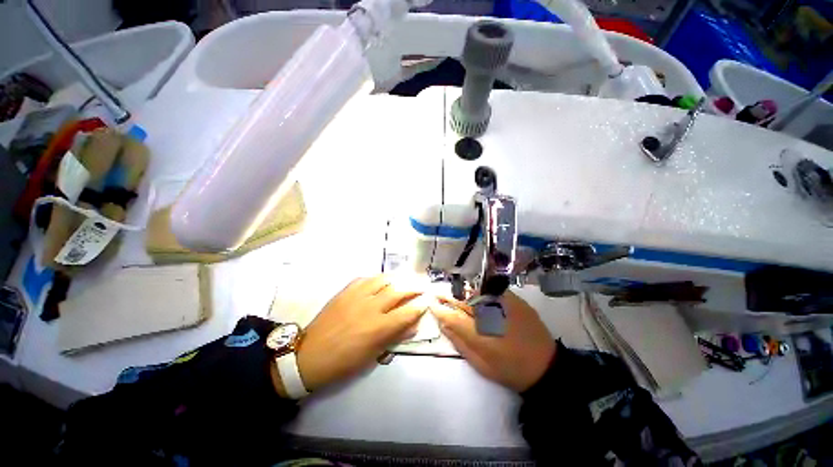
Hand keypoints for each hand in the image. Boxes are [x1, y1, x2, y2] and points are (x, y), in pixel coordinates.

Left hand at [291, 275, 425, 393]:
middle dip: (413, 288)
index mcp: (378, 327)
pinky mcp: (345, 291)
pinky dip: (377, 278)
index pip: (407, 312)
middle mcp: (371, 307)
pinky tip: (381, 281)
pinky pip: (365, 279)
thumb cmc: (344, 362)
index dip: (419, 307)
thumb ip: (395, 337)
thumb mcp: (372, 355)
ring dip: (397, 278)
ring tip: (404, 279)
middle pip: (398, 291)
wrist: (310, 355)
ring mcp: (357, 296)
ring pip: (383, 280)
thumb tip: (414, 325)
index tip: (426, 303)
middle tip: (421, 286)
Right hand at [432, 292, 555, 392]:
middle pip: (463, 300)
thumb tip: (443, 323)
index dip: (440, 309)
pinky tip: (481, 299)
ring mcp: (504, 303)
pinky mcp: (515, 299)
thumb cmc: (510, 370)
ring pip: (475, 292)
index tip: (432, 303)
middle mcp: (490, 314)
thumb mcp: (481, 364)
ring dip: (465, 295)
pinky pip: (491, 290)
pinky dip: (482, 293)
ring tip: (461, 299)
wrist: (546, 366)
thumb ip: (459, 342)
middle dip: (449, 297)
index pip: (452, 316)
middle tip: (440, 296)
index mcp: (480, 334)